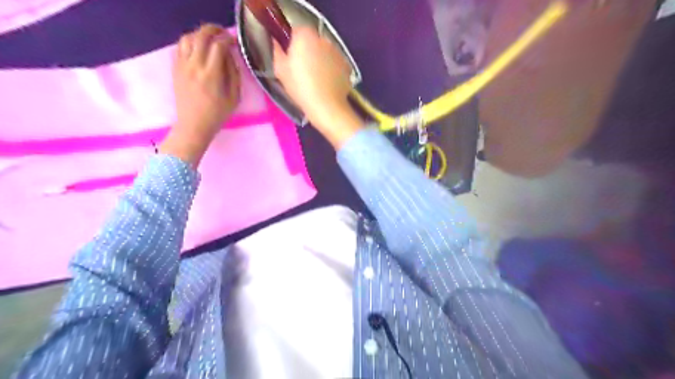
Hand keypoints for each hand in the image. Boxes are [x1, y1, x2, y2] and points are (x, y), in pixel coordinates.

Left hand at [159, 22, 238, 164]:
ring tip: (209, 39)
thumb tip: (230, 56)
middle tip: (222, 33)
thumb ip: (234, 75)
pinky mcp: (175, 69)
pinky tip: (198, 49)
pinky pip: (180, 47)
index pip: (218, 46)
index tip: (234, 42)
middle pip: (201, 36)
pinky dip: (190, 42)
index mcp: (211, 74)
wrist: (193, 125)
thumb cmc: (217, 114)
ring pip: (188, 38)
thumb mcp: (234, 98)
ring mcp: (182, 66)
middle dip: (213, 30)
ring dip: (200, 34)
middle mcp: (194, 66)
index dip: (228, 40)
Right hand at [272, 25, 363, 146]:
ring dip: (319, 59)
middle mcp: (323, 38)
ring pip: (324, 51)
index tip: (289, 58)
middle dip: (306, 50)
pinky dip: (330, 69)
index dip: (292, 43)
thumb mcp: (280, 70)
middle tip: (301, 70)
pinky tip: (326, 84)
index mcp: (305, 36)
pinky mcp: (346, 65)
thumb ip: (276, 51)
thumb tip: (276, 42)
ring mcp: (337, 51)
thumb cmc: (300, 88)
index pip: (296, 30)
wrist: (327, 107)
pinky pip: (334, 63)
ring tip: (315, 79)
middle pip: (312, 40)